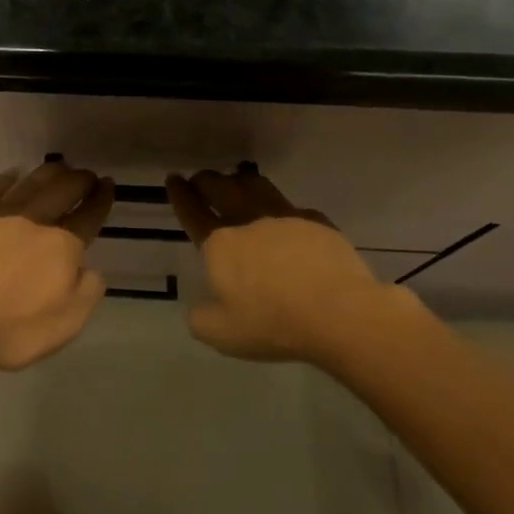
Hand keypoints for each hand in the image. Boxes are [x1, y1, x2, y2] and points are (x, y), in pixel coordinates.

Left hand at [0, 160, 114, 374]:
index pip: (89, 216)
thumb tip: (88, 267)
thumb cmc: (14, 329)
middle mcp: (34, 221)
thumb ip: (87, 289)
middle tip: (87, 175)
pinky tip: (13, 175)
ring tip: (58, 168)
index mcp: (62, 246)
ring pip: (31, 182)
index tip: (109, 185)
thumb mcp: (68, 322)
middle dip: (80, 180)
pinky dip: (7, 178)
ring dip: (49, 173)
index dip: (101, 199)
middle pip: (62, 190)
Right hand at [167, 164, 398, 365]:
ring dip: (240, 180)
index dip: (180, 195)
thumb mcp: (222, 334)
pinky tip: (285, 218)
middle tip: (201, 178)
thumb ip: (202, 319)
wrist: (339, 312)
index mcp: (220, 244)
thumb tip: (198, 310)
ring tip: (236, 181)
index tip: (174, 179)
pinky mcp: (317, 223)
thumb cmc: (273, 323)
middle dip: (206, 180)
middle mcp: (249, 221)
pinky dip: (280, 207)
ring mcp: (285, 217)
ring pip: (255, 185)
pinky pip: (292, 207)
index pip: (193, 212)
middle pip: (221, 187)